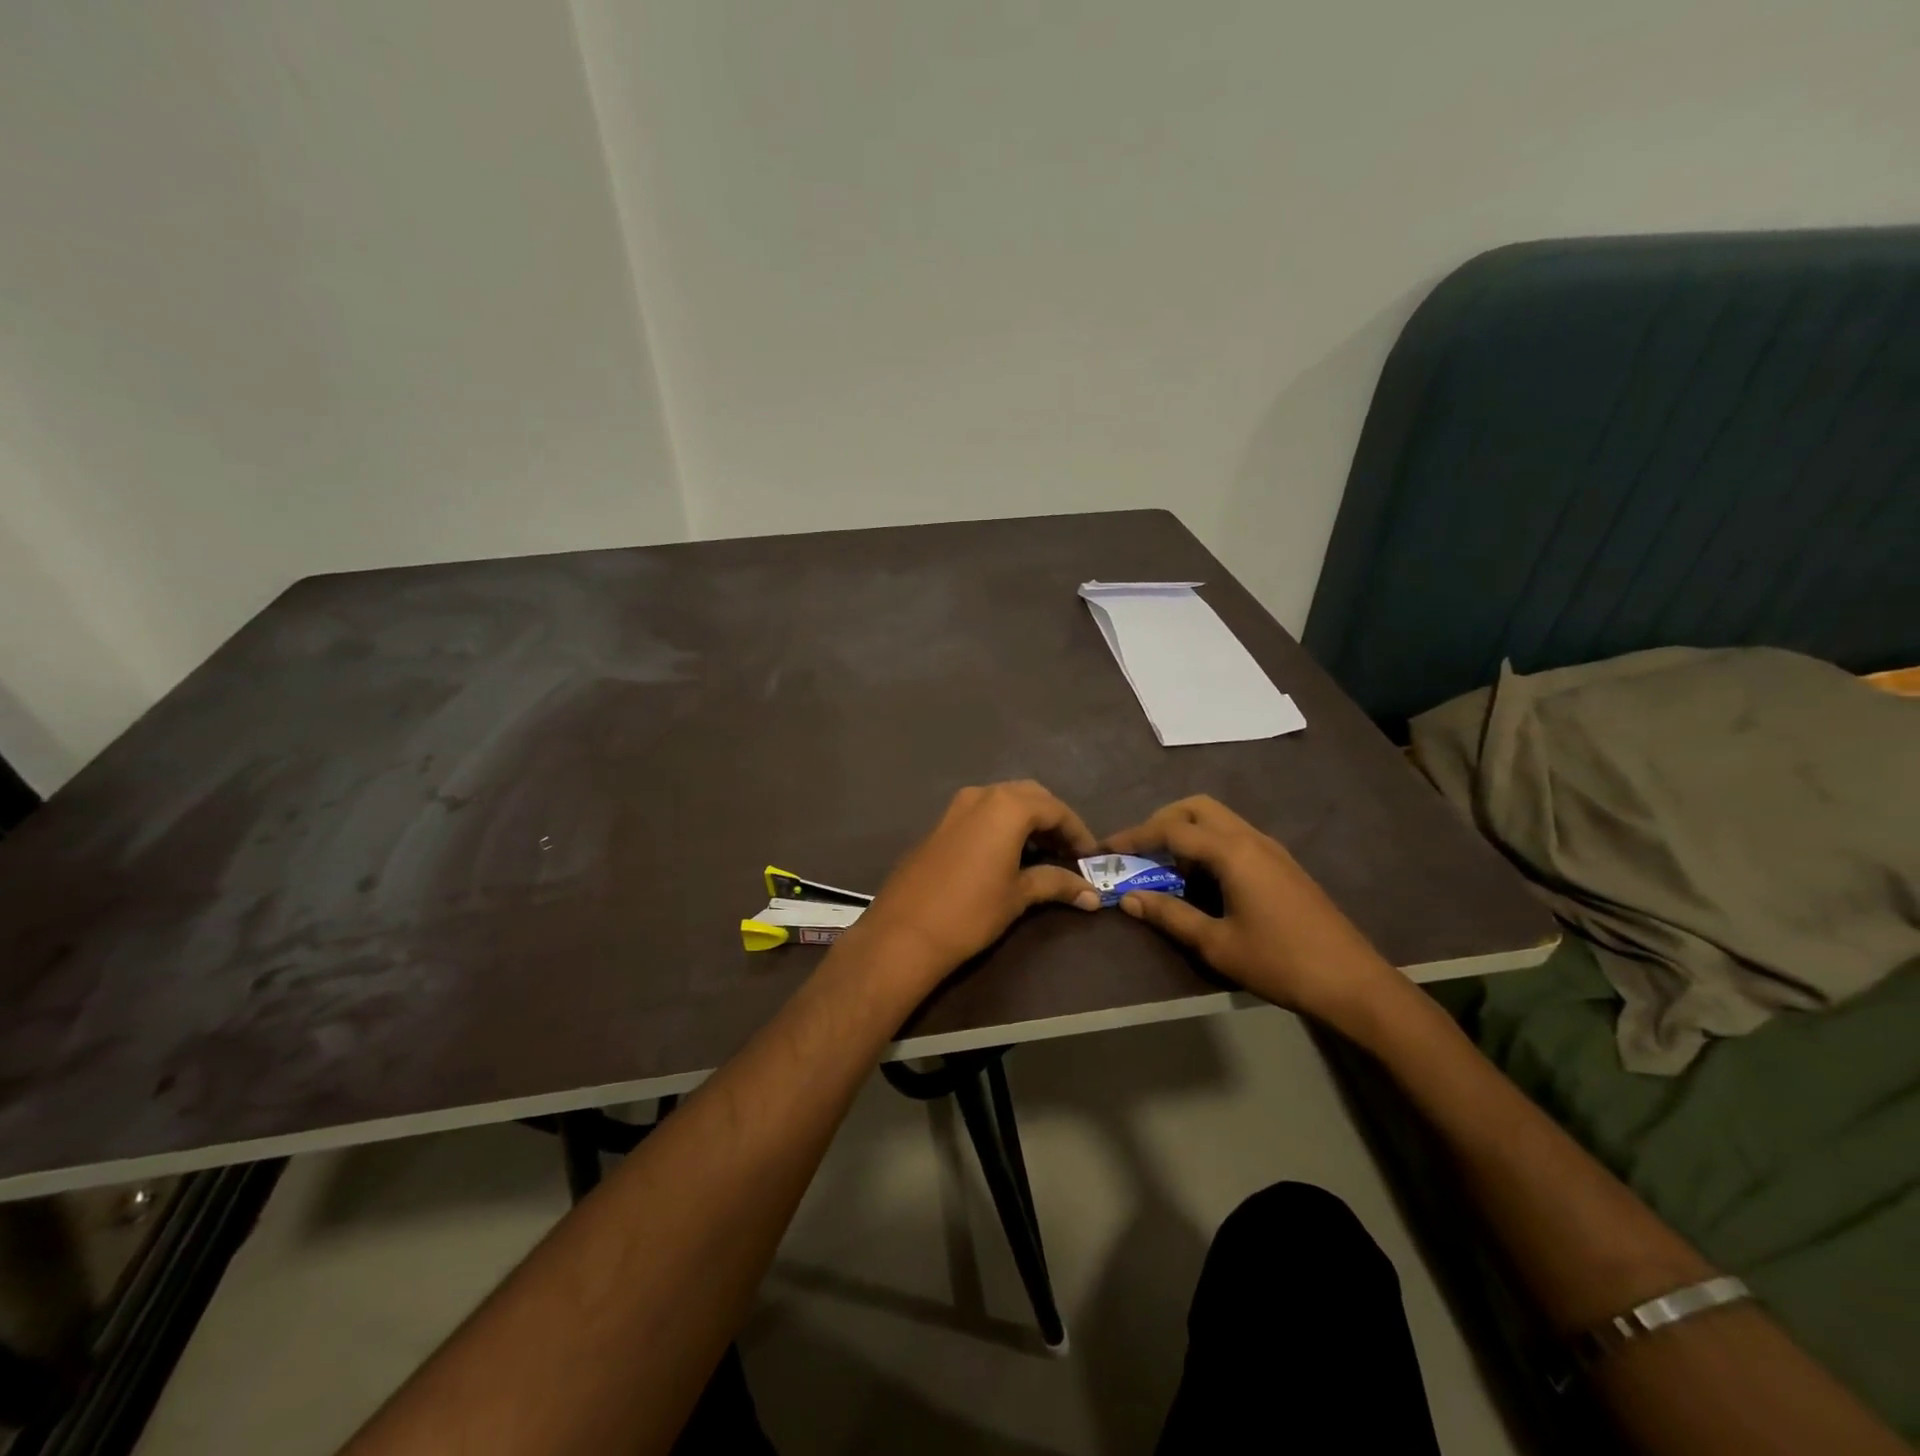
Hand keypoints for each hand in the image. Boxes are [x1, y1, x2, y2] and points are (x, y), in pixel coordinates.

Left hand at [848, 781, 1100, 982]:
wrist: (904, 931)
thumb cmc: (971, 911)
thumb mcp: (1019, 896)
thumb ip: (1056, 884)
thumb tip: (1092, 895)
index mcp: (1007, 806)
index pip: (1055, 809)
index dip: (1078, 832)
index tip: (1091, 856)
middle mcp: (982, 795)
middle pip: (1030, 796)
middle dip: (1053, 820)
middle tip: (1068, 851)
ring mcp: (956, 807)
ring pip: (1003, 801)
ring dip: (1027, 820)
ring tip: (1044, 854)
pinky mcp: (940, 824)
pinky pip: (982, 813)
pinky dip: (1002, 825)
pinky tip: (1009, 854)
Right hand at [1105, 796, 1403, 1025]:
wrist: (1352, 982)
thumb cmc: (1279, 962)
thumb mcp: (1216, 943)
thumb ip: (1169, 915)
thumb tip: (1128, 899)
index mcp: (1232, 852)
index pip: (1172, 829)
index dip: (1134, 836)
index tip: (1106, 849)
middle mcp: (1251, 838)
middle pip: (1197, 808)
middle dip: (1161, 821)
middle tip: (1138, 851)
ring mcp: (1271, 849)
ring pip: (1218, 820)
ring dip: (1186, 832)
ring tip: (1165, 867)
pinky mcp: (1282, 864)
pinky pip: (1234, 837)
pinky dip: (1208, 845)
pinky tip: (1201, 880)